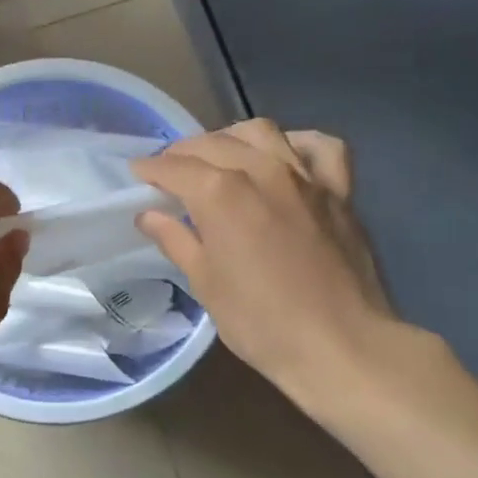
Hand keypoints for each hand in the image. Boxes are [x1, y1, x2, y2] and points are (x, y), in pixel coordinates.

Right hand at [132, 120, 417, 413]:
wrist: (340, 345)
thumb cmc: (261, 322)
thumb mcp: (206, 284)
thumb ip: (176, 240)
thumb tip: (149, 215)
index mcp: (221, 194)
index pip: (175, 168)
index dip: (150, 170)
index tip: (137, 174)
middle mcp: (261, 171)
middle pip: (213, 144)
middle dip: (183, 152)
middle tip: (169, 171)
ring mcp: (305, 177)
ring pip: (262, 133)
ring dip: (231, 138)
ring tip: (219, 156)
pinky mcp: (340, 191)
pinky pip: (320, 148)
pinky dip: (297, 144)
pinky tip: (285, 156)